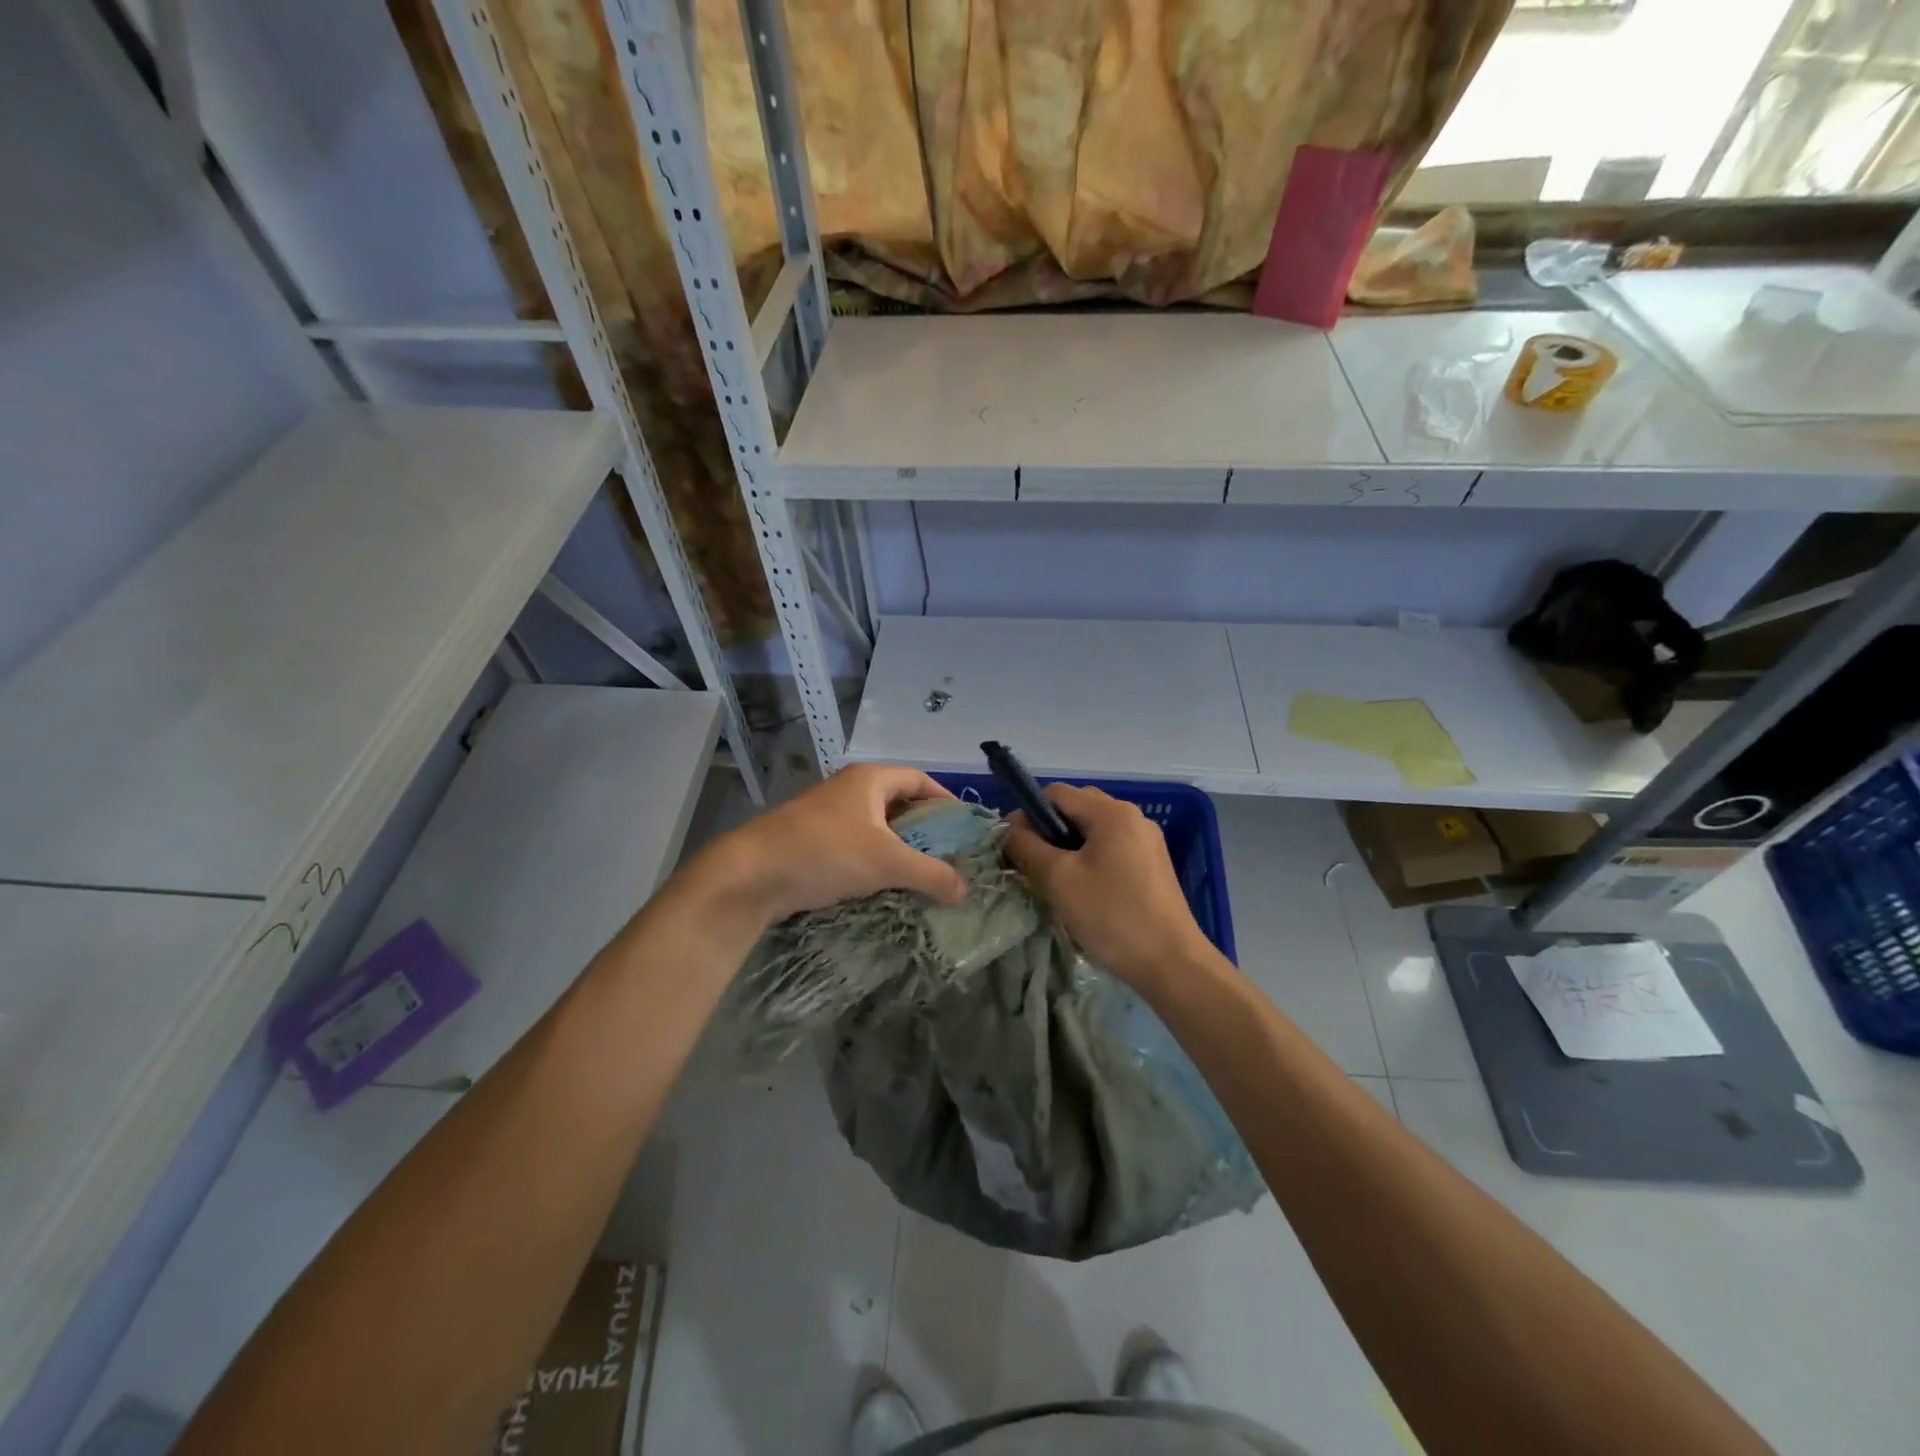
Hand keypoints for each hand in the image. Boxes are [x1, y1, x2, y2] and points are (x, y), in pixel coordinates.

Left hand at [697, 763, 968, 924]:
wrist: (751, 875)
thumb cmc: (825, 853)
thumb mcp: (887, 863)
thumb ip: (931, 874)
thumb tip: (966, 890)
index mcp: (869, 779)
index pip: (919, 778)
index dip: (944, 798)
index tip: (964, 825)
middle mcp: (848, 789)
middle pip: (897, 801)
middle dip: (924, 827)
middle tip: (947, 854)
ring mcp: (825, 814)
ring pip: (874, 826)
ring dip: (897, 847)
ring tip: (920, 874)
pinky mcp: (809, 840)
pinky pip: (853, 845)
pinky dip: (872, 860)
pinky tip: (882, 885)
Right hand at [1003, 783, 1210, 991]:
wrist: (1172, 964)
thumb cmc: (1111, 916)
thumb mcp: (1058, 880)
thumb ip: (1026, 847)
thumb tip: (1010, 829)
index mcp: (1112, 812)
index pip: (1056, 793)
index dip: (1026, 813)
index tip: (1010, 846)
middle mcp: (1133, 818)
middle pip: (1076, 810)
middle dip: (1047, 832)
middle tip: (1030, 865)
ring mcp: (1147, 843)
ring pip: (1093, 833)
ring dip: (1066, 850)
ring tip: (1053, 883)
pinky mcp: (1153, 867)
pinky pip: (1111, 851)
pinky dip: (1088, 863)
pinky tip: (1081, 894)